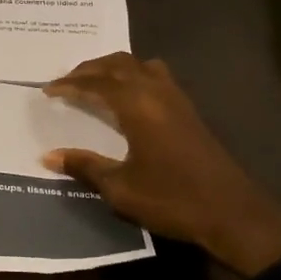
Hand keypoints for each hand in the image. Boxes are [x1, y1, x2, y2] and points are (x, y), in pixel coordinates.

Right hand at [42, 53, 280, 277]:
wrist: (232, 214)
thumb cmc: (171, 199)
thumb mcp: (120, 188)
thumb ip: (84, 166)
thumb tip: (48, 156)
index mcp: (138, 106)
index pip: (96, 83)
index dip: (70, 84)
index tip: (47, 90)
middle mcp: (157, 93)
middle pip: (118, 65)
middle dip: (89, 69)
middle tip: (66, 81)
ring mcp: (177, 100)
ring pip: (140, 66)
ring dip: (114, 68)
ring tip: (94, 82)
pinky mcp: (189, 112)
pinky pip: (156, 77)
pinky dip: (134, 76)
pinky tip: (128, 97)